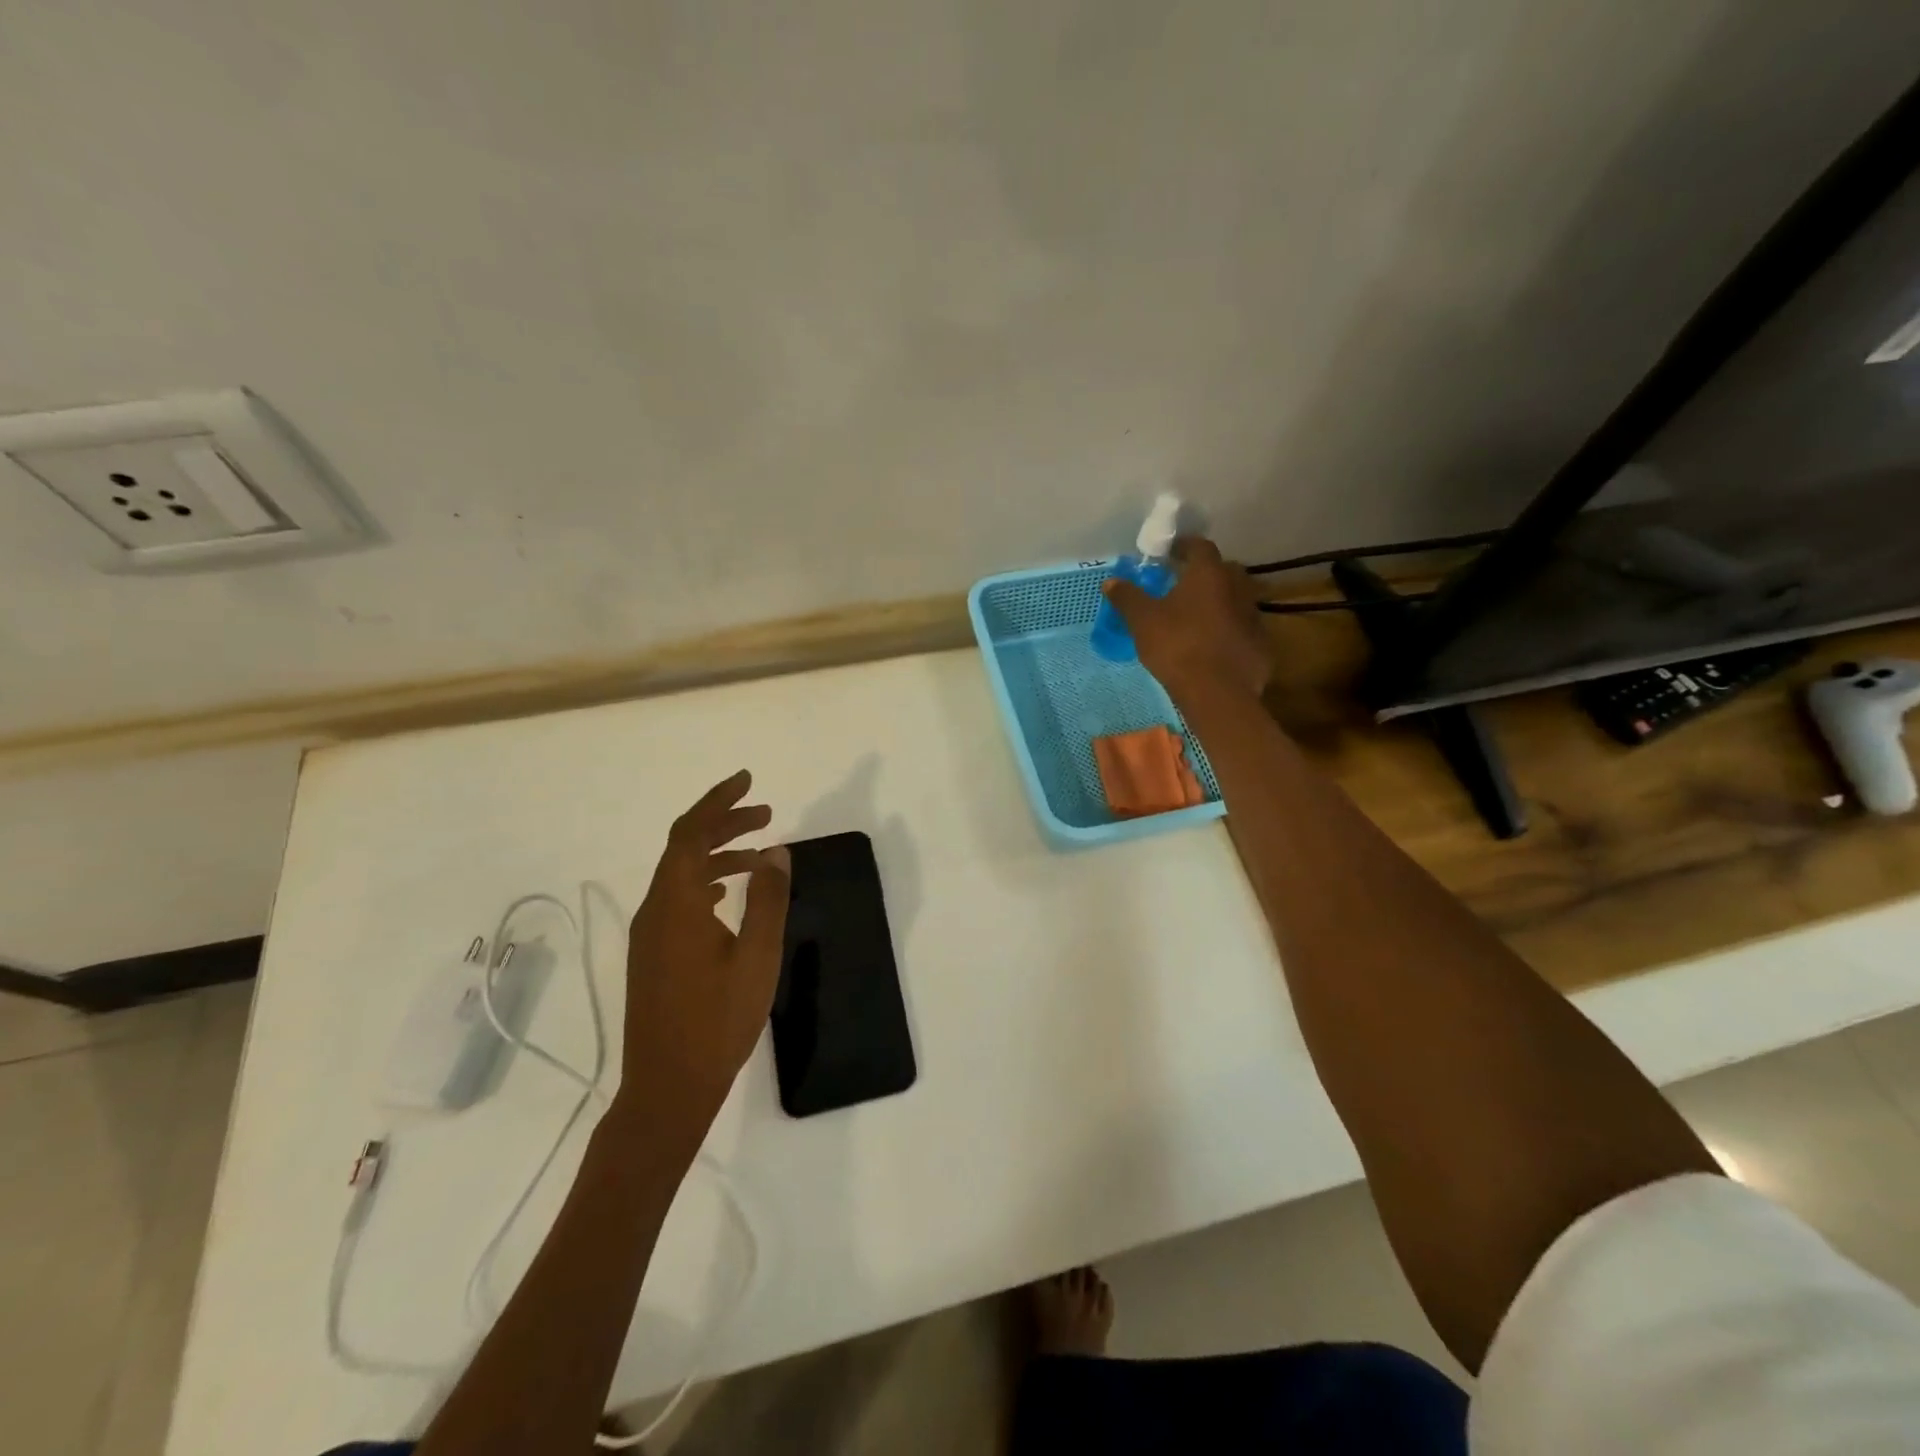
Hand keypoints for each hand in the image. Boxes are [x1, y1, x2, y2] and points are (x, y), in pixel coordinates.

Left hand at [620, 771, 789, 1138]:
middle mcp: (655, 910)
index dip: (717, 801)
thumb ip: (767, 900)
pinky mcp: (654, 955)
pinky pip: (679, 898)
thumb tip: (776, 852)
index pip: (690, 832)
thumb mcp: (756, 958)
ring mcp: (650, 935)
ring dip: (718, 853)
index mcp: (675, 904)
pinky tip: (730, 895)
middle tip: (766, 813)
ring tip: (760, 852)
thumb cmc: (717, 1022)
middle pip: (684, 848)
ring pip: (681, 874)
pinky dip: (707, 881)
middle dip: (724, 823)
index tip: (747, 780)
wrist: (667, 1088)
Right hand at [1103, 536, 1271, 700]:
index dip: (1183, 547)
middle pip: (1223, 571)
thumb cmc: (1177, 646)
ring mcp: (1253, 616)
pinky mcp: (1261, 644)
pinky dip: (1229, 631)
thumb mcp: (1142, 621)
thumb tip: (1110, 582)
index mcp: (1208, 574)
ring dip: (1219, 603)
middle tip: (1183, 586)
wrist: (1217, 692)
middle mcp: (1237, 587)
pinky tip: (1214, 647)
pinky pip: (1242, 629)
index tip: (1169, 554)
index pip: (1199, 546)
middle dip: (1204, 575)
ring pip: (1236, 600)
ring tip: (1197, 618)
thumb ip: (1127, 598)